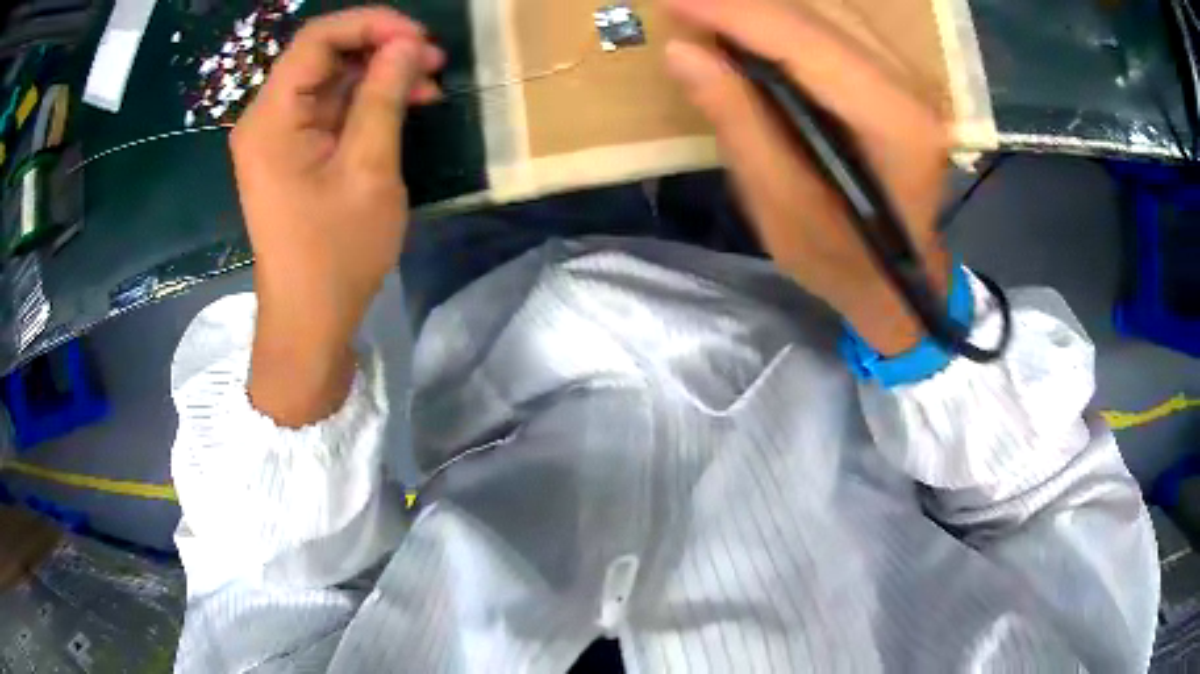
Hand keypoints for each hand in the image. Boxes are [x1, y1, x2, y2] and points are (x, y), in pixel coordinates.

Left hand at [230, 8, 442, 425]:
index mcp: (271, 119)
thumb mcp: (369, 169)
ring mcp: (276, 137)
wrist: (309, 319)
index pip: (317, 39)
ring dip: (378, 75)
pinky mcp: (290, 153)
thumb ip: (384, 96)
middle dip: (379, 48)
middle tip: (433, 60)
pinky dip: (366, 102)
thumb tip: (407, 44)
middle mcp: (265, 118)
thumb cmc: (336, 253)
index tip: (419, 38)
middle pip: (322, 55)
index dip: (371, 24)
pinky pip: (328, 109)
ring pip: (330, 80)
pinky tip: (403, 107)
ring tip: (429, 84)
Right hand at [664, 0, 950, 354]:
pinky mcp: (897, 77)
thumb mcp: (781, 205)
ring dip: (761, 7)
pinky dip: (785, 19)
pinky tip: (750, 24)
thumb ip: (738, 120)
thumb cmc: (843, 261)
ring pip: (827, 12)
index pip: (802, 41)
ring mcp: (908, 77)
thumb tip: (683, 50)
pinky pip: (834, 26)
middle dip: (740, 2)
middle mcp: (909, 86)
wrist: (903, 281)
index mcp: (891, 122)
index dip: (731, 11)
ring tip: (706, 13)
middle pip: (816, 14)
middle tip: (681, 5)